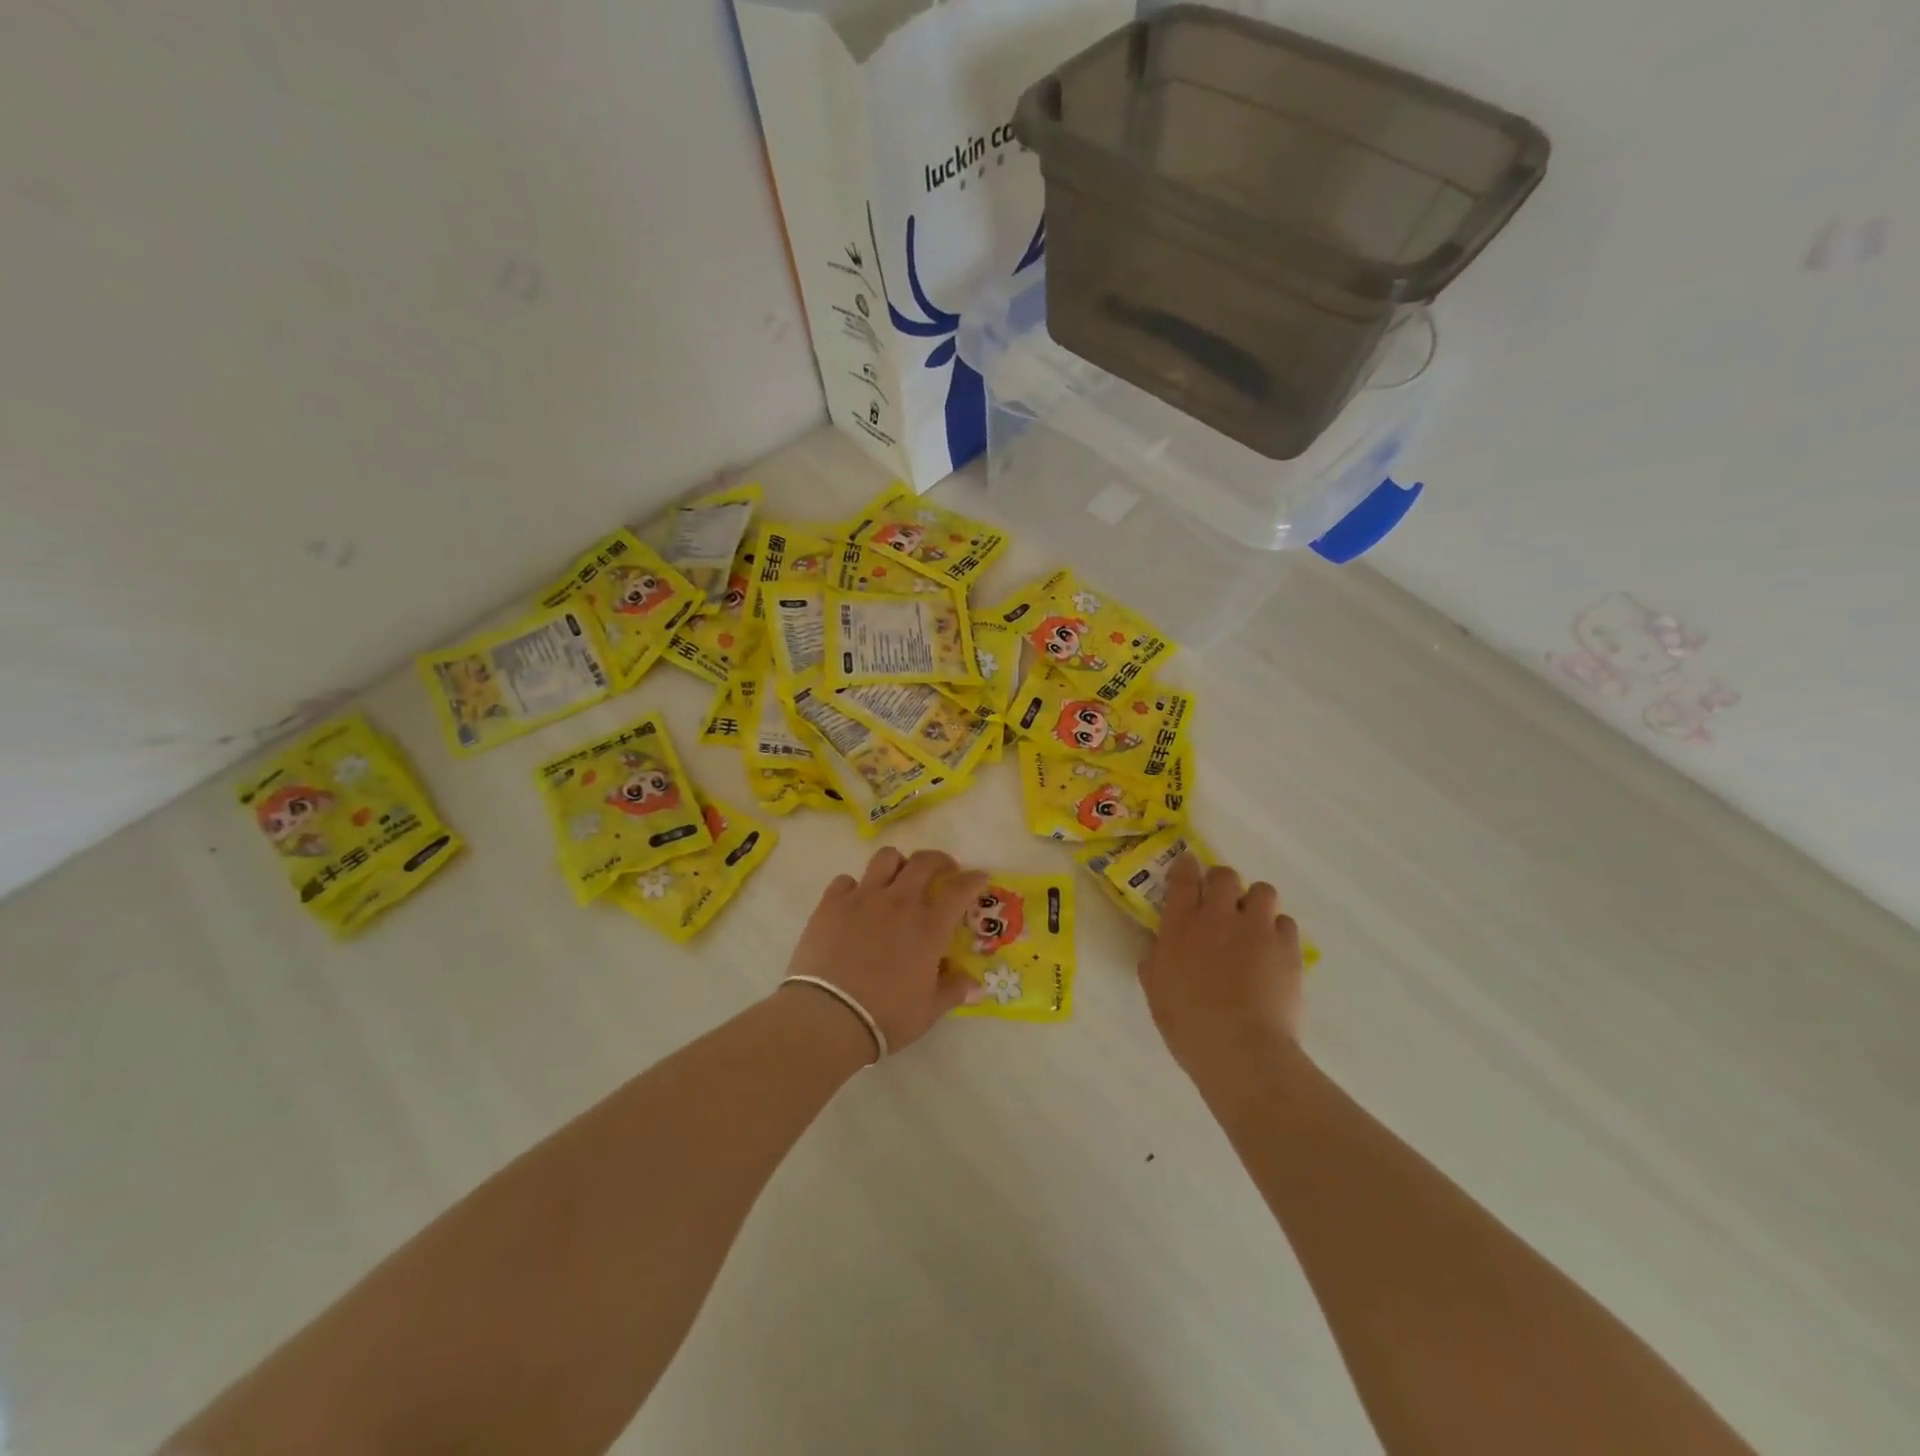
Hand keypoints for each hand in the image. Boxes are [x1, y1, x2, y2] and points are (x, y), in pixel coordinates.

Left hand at [784, 848, 987, 1054]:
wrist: (829, 1017)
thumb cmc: (886, 1015)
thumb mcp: (928, 1010)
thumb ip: (954, 991)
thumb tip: (977, 987)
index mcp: (929, 926)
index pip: (959, 890)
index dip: (973, 879)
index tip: (979, 877)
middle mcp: (899, 902)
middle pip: (924, 862)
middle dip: (939, 860)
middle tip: (943, 870)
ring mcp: (863, 898)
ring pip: (885, 858)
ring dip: (898, 863)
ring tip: (898, 878)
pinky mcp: (831, 903)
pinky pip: (846, 880)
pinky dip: (855, 887)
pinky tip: (855, 902)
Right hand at [1138, 855, 1304, 1089]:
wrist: (1240, 1048)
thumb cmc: (1187, 1024)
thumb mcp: (1156, 991)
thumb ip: (1156, 961)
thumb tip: (1158, 947)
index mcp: (1180, 924)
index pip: (1183, 877)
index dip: (1185, 867)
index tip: (1188, 867)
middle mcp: (1218, 916)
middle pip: (1224, 875)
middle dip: (1222, 882)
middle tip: (1221, 900)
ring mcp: (1256, 928)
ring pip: (1262, 891)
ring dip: (1255, 901)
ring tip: (1253, 923)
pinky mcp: (1287, 947)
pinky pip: (1285, 923)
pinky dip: (1278, 930)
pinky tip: (1272, 950)